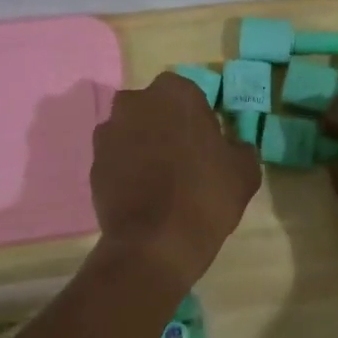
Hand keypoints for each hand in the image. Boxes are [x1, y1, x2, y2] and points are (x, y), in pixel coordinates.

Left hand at [91, 72, 260, 289]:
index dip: (199, 120)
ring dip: (144, 146)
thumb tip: (232, 147)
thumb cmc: (206, 196)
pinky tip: (143, 194)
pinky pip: (117, 158)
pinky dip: (127, 169)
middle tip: (184, 159)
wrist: (155, 244)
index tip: (207, 145)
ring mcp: (109, 132)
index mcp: (175, 93)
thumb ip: (239, 148)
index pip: (190, 96)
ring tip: (160, 180)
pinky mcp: (93, 162)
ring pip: (133, 132)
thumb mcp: (245, 171)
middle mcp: (135, 102)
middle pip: (156, 109)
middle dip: (166, 127)